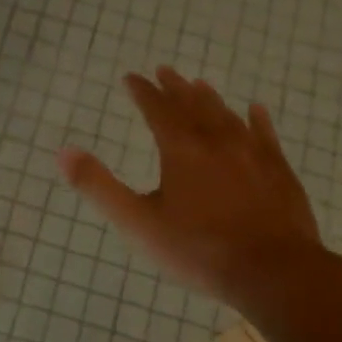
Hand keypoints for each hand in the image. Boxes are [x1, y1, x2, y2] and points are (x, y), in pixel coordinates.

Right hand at [58, 68, 325, 315]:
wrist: (273, 271)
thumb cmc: (199, 249)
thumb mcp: (138, 222)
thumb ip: (99, 186)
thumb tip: (63, 152)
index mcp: (181, 150)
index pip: (157, 109)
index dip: (142, 91)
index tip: (131, 77)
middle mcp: (217, 141)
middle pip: (193, 105)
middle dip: (175, 87)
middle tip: (164, 70)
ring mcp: (252, 153)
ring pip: (227, 116)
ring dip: (210, 98)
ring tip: (200, 84)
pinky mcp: (279, 170)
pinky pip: (266, 135)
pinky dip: (257, 119)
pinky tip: (256, 109)